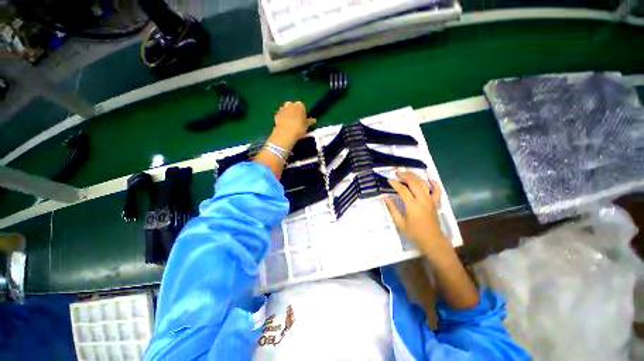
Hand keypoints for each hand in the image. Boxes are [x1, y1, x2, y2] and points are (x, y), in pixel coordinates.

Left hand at [270, 101, 315, 149]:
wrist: (285, 133)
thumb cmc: (299, 128)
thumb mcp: (307, 126)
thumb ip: (310, 121)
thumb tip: (314, 120)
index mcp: (299, 105)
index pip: (302, 106)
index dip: (303, 112)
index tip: (304, 119)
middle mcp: (290, 104)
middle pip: (293, 106)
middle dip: (295, 111)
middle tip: (297, 120)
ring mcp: (282, 109)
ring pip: (286, 109)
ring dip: (288, 114)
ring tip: (291, 123)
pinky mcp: (276, 114)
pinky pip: (281, 115)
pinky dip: (283, 118)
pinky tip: (285, 125)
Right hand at [384, 171, 450, 257]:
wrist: (432, 240)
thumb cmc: (414, 233)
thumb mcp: (400, 223)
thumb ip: (392, 209)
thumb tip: (385, 197)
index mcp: (413, 206)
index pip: (403, 190)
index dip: (395, 183)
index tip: (389, 180)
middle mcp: (423, 200)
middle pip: (414, 183)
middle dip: (405, 175)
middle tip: (397, 172)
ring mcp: (431, 200)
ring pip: (424, 184)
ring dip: (415, 176)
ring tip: (407, 172)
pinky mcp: (436, 203)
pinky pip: (437, 190)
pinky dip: (434, 183)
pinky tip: (429, 178)